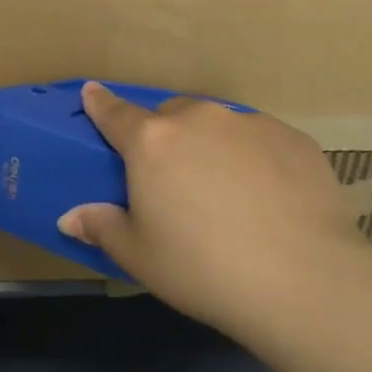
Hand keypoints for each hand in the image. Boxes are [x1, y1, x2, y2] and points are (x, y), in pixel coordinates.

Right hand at [58, 82, 369, 335]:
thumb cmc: (203, 269)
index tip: (92, 92)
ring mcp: (250, 123)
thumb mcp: (140, 257)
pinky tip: (268, 197)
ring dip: (211, 145)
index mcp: (153, 142)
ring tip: (225, 191)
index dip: (100, 103)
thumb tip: (69, 217)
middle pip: (171, 117)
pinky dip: (254, 157)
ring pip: (218, 125)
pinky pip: (260, 140)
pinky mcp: (293, 137)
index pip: (115, 113)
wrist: (302, 279)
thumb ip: (102, 227)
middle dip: (165, 138)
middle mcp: (199, 119)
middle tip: (172, 179)